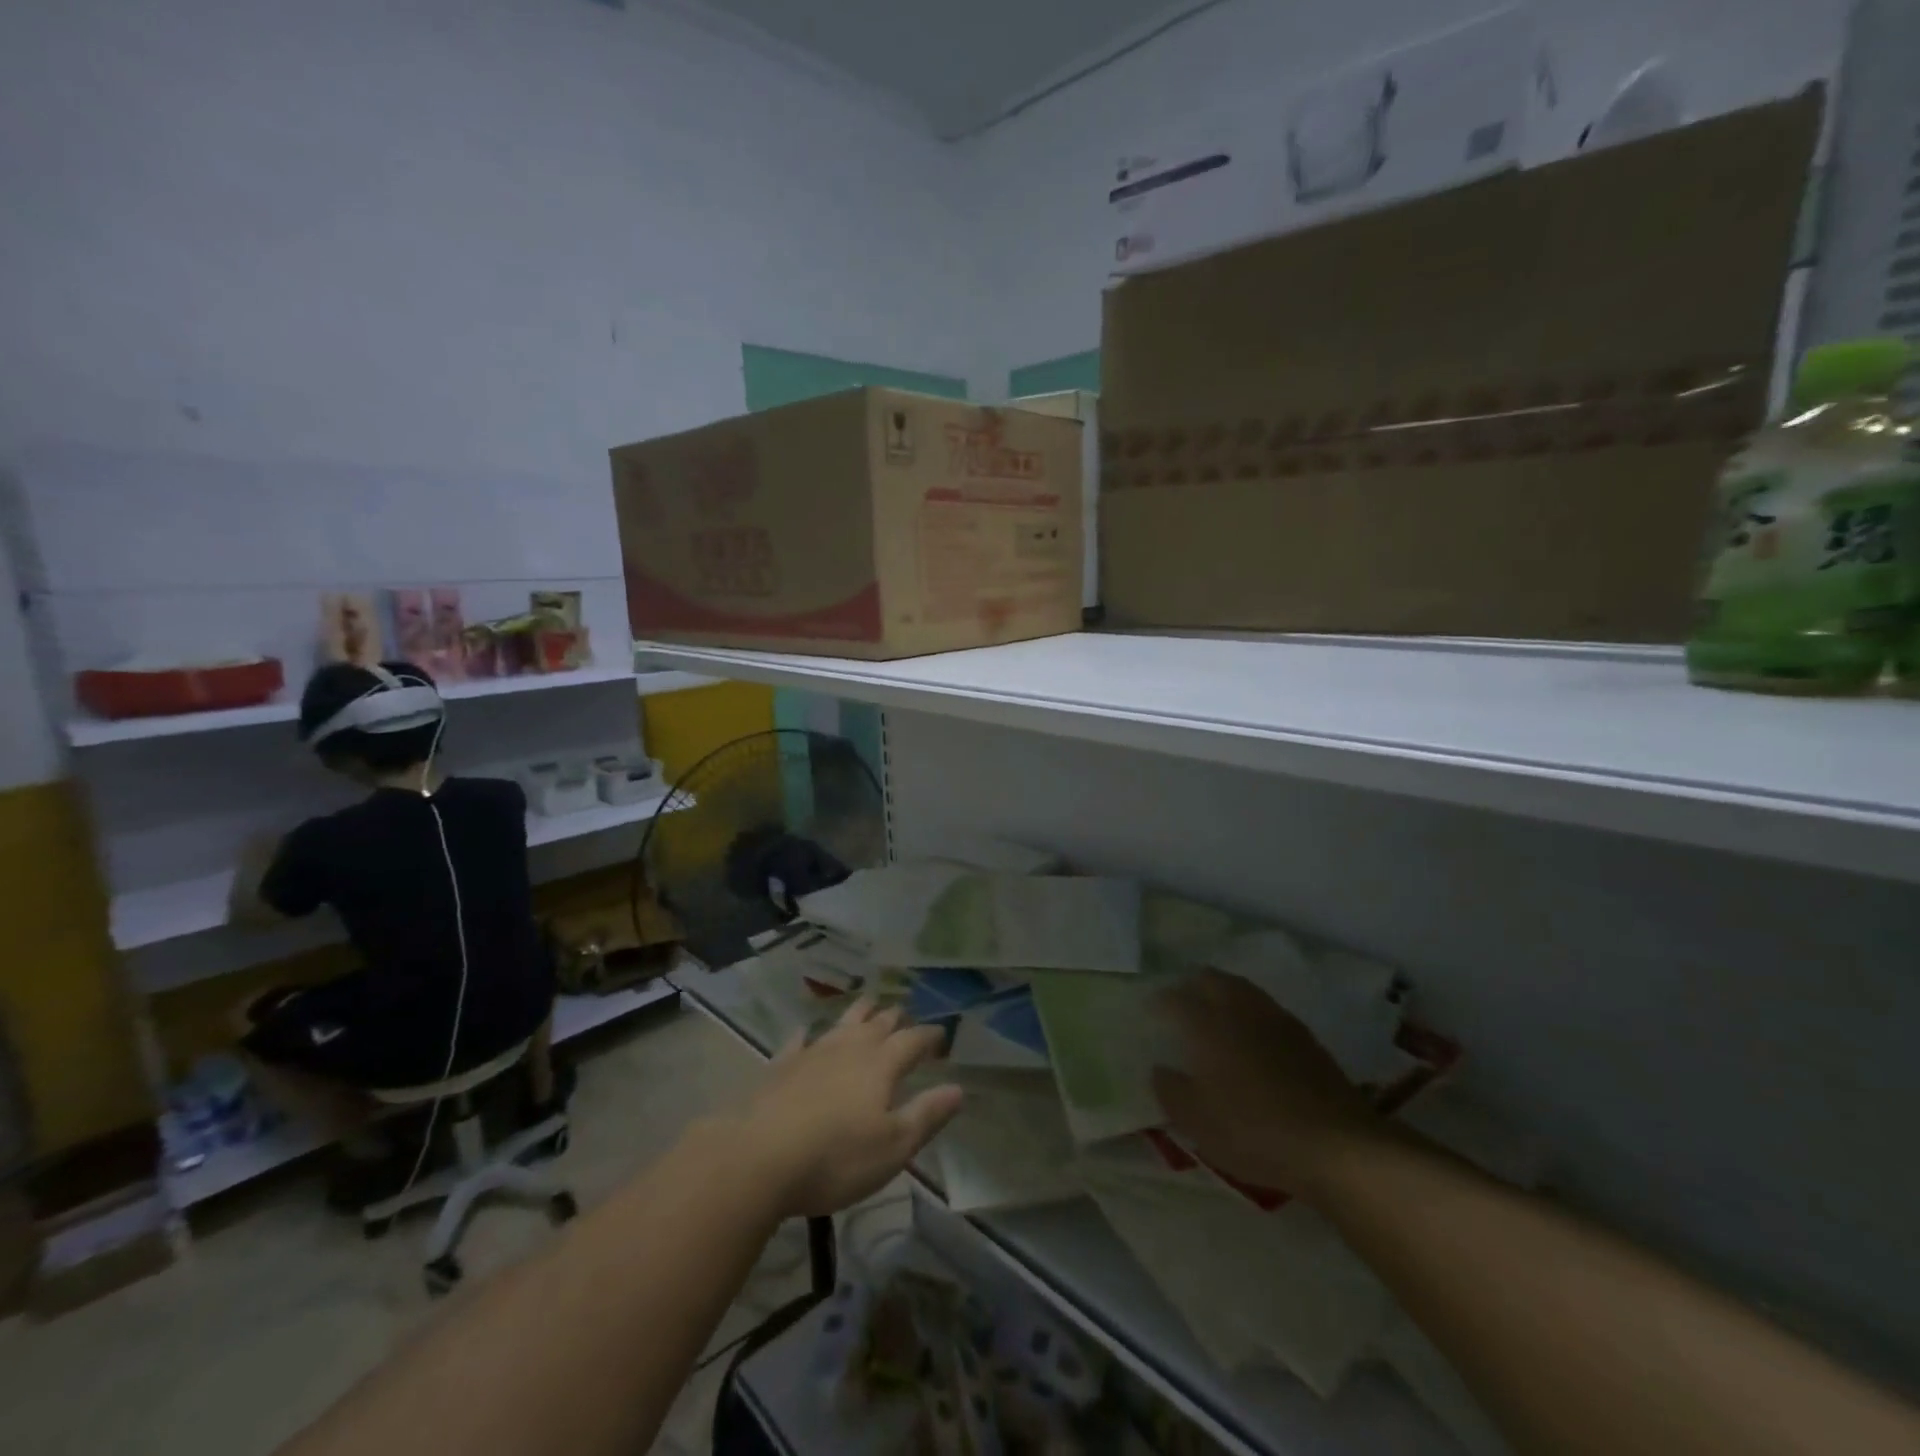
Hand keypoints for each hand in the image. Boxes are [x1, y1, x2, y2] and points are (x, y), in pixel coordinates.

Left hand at [739, 1000, 963, 1218]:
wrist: (757, 1157)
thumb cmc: (835, 1157)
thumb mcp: (893, 1147)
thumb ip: (926, 1115)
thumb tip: (958, 1089)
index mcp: (881, 1064)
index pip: (913, 1040)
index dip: (929, 1036)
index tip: (941, 1034)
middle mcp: (850, 1047)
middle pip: (878, 1023)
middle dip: (895, 1017)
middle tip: (905, 1014)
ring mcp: (812, 1052)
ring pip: (842, 1022)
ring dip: (859, 1012)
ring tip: (869, 1003)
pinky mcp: (780, 1065)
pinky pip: (799, 1041)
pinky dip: (808, 1035)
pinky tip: (807, 1033)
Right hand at [1152, 970, 1384, 1196]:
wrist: (1338, 1146)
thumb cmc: (1255, 1131)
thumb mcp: (1198, 1122)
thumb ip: (1171, 1091)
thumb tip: (1159, 1070)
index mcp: (1209, 1025)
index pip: (1177, 999)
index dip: (1160, 1001)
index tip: (1151, 1008)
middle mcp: (1240, 1011)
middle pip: (1212, 980)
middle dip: (1192, 984)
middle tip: (1182, 999)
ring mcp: (1277, 1020)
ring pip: (1243, 989)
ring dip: (1224, 992)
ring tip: (1215, 1010)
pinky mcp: (1305, 1038)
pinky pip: (1267, 1009)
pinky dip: (1251, 1011)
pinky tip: (1252, 1034)